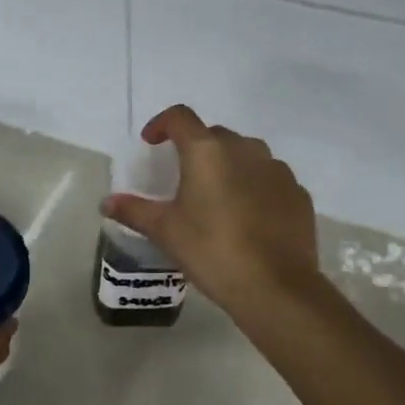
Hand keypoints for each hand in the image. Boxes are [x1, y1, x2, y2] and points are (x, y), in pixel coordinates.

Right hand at [101, 104, 323, 316]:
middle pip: (214, 135)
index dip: (161, 124)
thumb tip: (107, 202)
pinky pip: (270, 179)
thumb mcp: (166, 231)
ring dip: (229, 166)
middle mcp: (245, 149)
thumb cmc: (212, 250)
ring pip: (247, 155)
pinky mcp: (298, 193)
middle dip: (196, 148)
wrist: (276, 287)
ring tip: (218, 197)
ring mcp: (277, 170)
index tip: (151, 142)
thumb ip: (135, 210)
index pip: (180, 117)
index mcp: (208, 151)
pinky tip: (248, 217)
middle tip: (184, 178)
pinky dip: (255, 187)